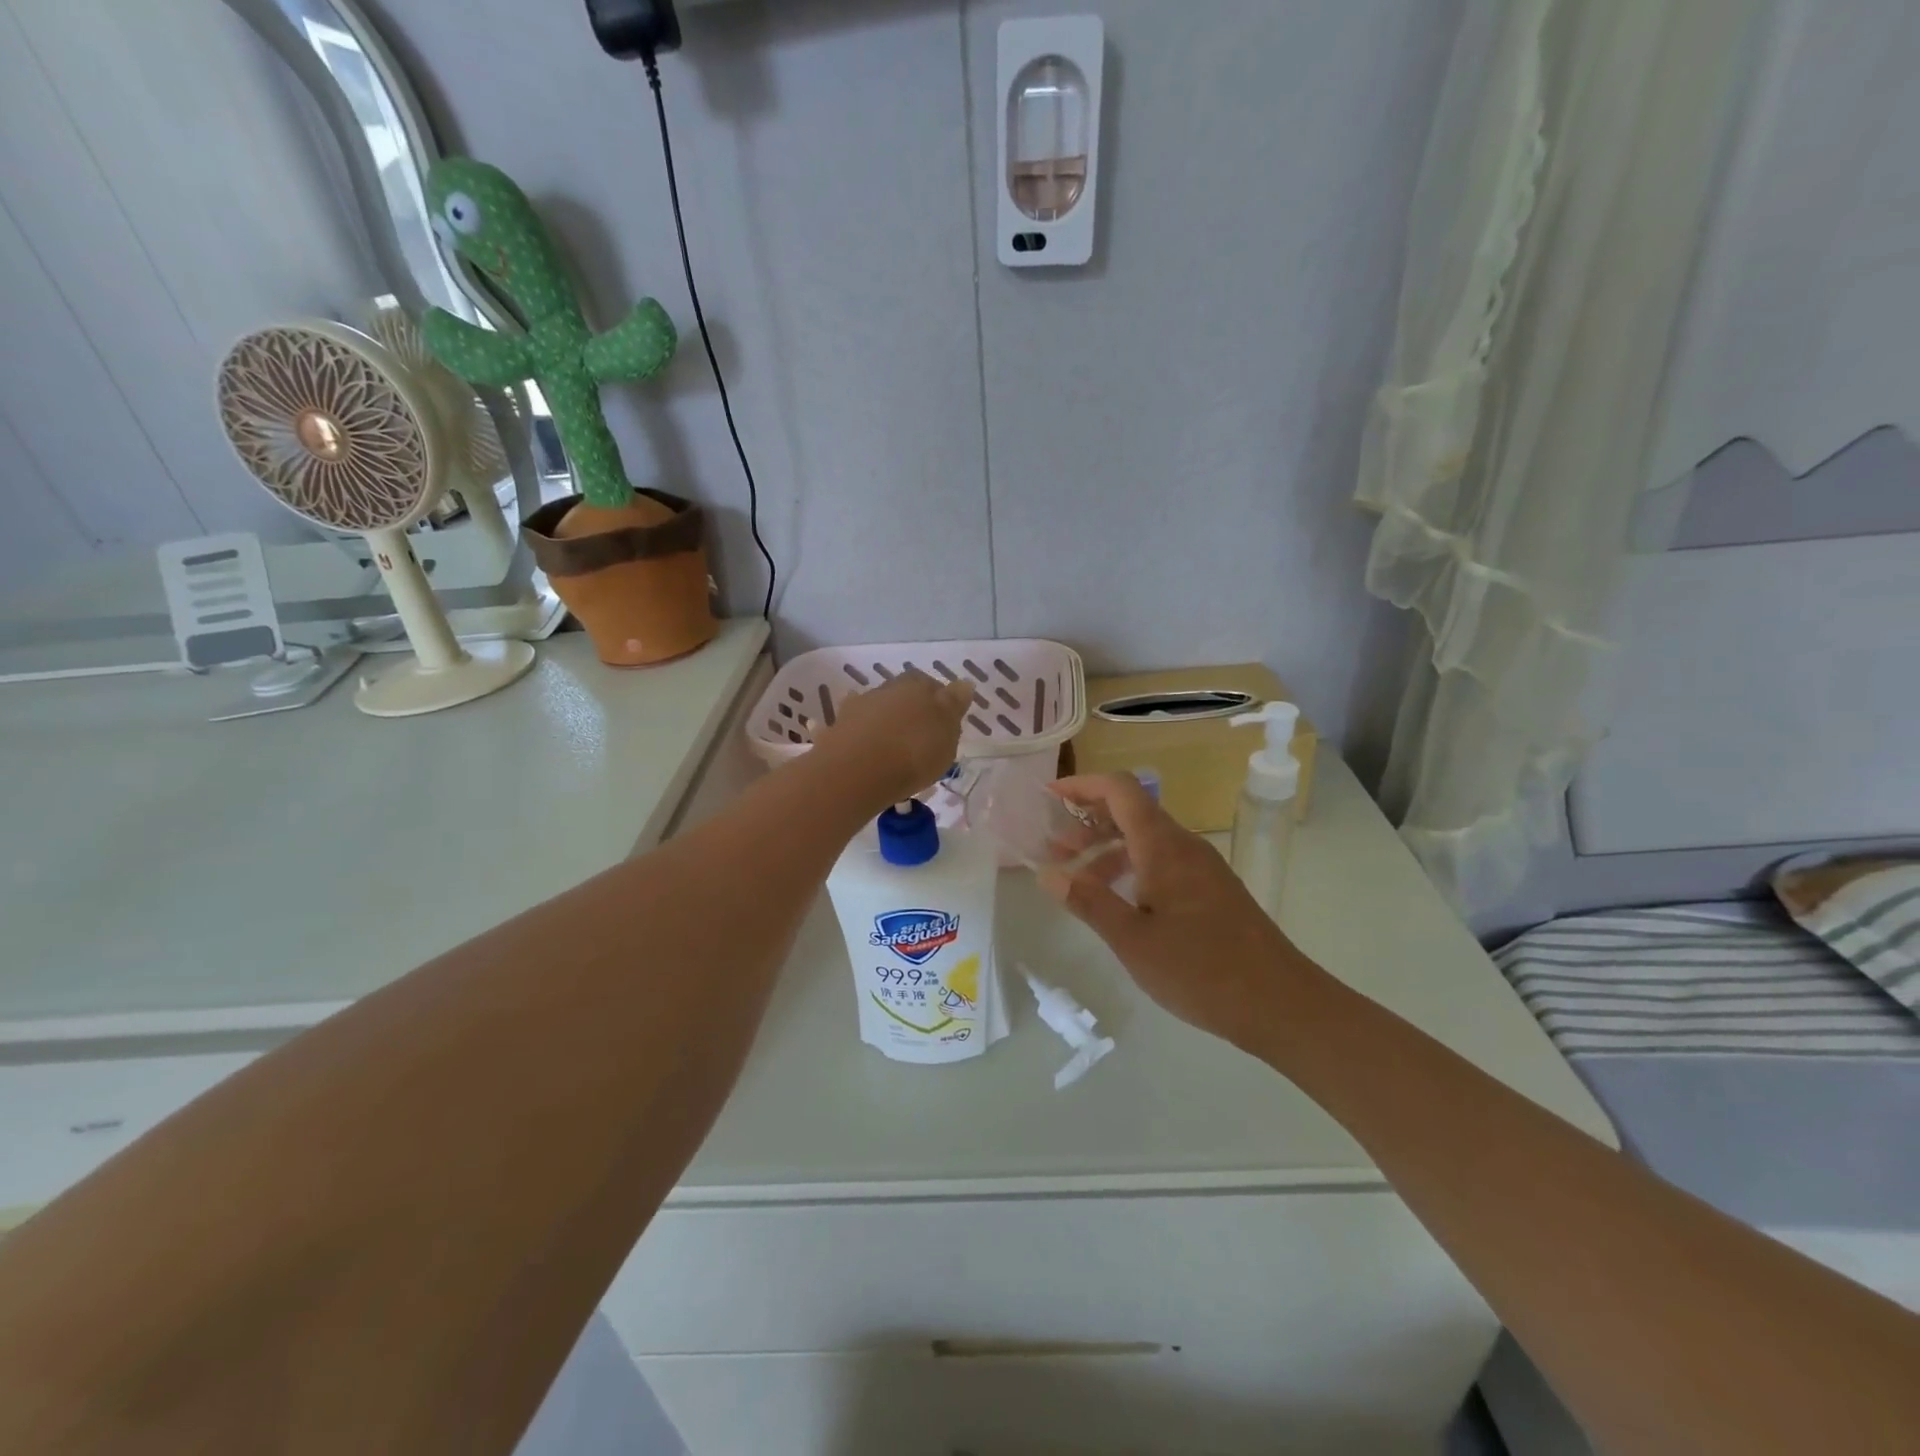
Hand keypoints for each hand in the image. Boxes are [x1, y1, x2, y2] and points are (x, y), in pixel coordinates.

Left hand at [811, 670, 976, 811]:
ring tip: (895, 749)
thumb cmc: (913, 751)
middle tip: (921, 738)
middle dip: (911, 712)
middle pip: (903, 695)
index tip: (944, 725)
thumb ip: (954, 704)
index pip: (932, 685)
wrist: (857, 772)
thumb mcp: (947, 731)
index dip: (940, 703)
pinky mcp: (838, 730)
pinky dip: (863, 736)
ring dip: (886, 723)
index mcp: (917, 685)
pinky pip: (855, 729)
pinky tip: (867, 750)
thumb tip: (963, 683)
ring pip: (878, 710)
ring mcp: (858, 707)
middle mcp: (886, 689)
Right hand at [1042, 774, 1308, 1052]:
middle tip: (1054, 851)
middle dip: (1088, 823)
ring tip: (1077, 881)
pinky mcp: (1211, 891)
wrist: (1281, 1003)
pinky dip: (1131, 869)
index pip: (1120, 790)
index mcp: (1163, 846)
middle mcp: (1183, 846)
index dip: (1082, 786)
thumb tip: (1047, 873)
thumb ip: (1088, 902)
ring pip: (1146, 841)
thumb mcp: (1132, 939)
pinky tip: (1118, 902)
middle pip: (1131, 812)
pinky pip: (1162, 862)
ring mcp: (1201, 868)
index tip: (1049, 797)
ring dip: (1107, 851)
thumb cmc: (1201, 969)